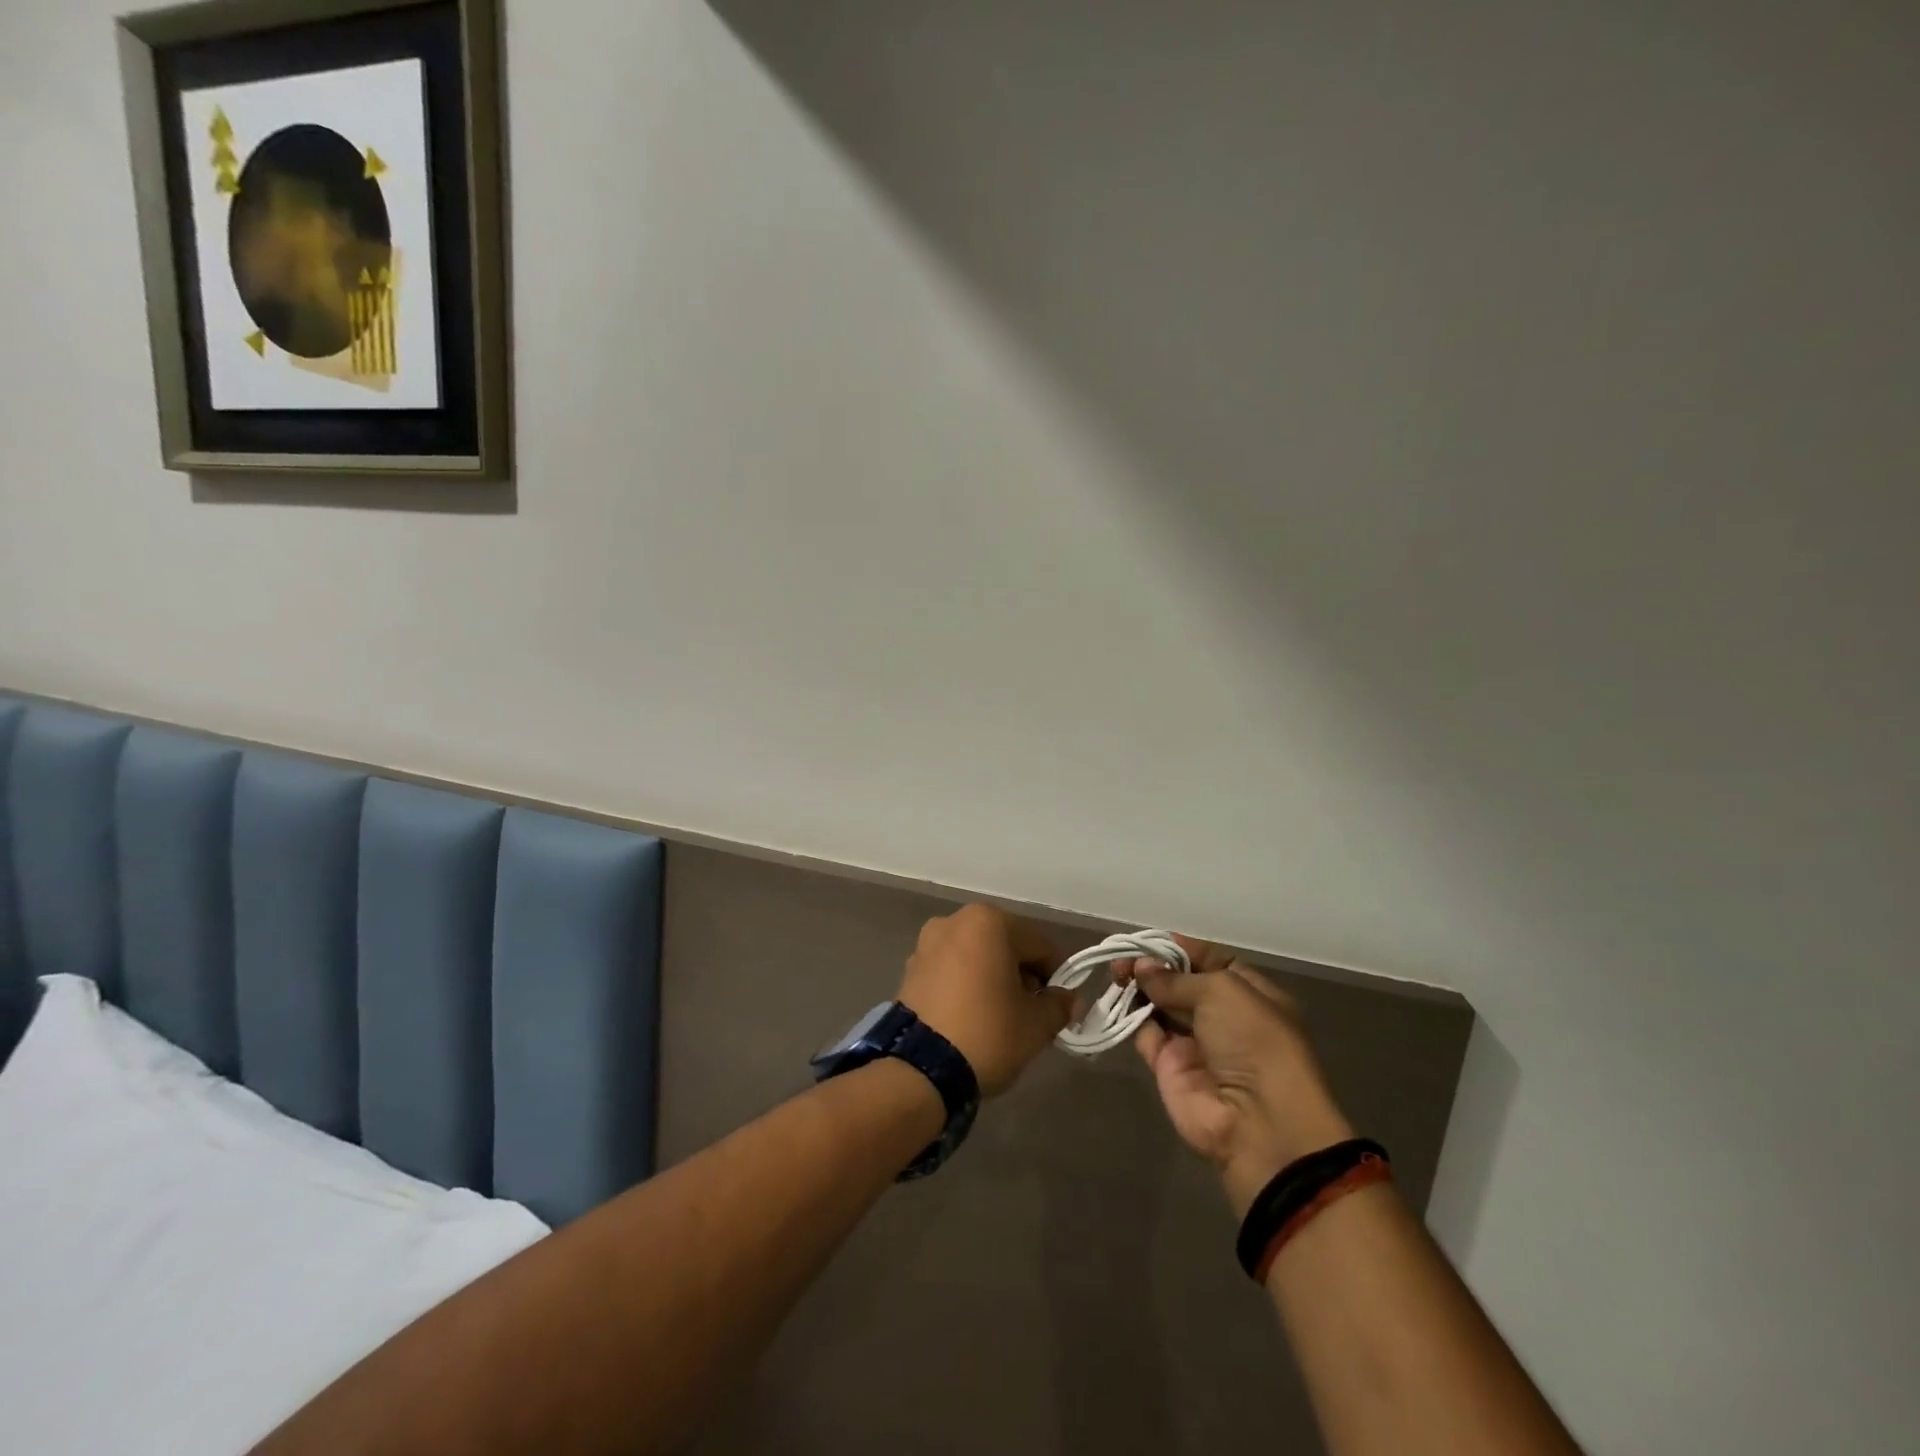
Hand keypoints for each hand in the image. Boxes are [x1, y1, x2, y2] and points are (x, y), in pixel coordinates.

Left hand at [899, 905, 1073, 1097]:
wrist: (920, 1070)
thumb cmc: (987, 1033)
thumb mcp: (1036, 1024)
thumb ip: (1059, 1005)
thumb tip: (1069, 999)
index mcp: (988, 921)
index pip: (1039, 945)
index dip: (1055, 976)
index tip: (1059, 1006)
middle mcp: (954, 921)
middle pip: (1005, 946)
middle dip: (1021, 976)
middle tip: (1031, 1014)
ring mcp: (927, 944)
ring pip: (977, 958)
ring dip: (993, 979)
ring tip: (1000, 1019)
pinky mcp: (910, 970)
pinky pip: (951, 971)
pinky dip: (966, 986)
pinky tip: (972, 1018)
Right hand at [1126, 937, 1354, 1214]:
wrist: (1257, 1123)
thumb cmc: (1253, 1042)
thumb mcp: (1222, 991)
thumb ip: (1176, 977)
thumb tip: (1142, 967)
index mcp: (1249, 993)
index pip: (1210, 960)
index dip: (1180, 948)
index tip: (1149, 939)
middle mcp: (1222, 1016)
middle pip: (1180, 982)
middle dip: (1153, 966)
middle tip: (1122, 957)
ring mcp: (1195, 1043)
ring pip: (1160, 1005)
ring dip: (1139, 988)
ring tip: (1116, 974)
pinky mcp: (1170, 1067)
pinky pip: (1147, 1034)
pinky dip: (1132, 1018)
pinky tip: (1120, 1000)